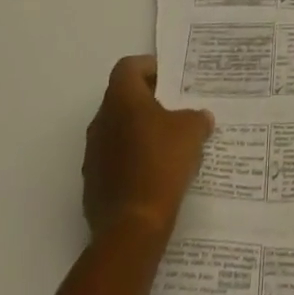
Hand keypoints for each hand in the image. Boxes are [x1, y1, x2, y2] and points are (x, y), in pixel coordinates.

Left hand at [81, 56, 214, 241]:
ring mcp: (93, 154)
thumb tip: (201, 118)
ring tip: (167, 144)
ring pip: (117, 130)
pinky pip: (113, 160)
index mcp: (122, 99)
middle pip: (122, 98)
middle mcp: (101, 120)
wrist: (132, 227)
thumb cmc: (162, 164)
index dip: (149, 68)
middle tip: (174, 110)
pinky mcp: (93, 184)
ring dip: (138, 132)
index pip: (128, 67)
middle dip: (147, 102)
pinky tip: (154, 174)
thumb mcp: (192, 132)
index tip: (169, 81)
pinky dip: (131, 160)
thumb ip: (197, 117)